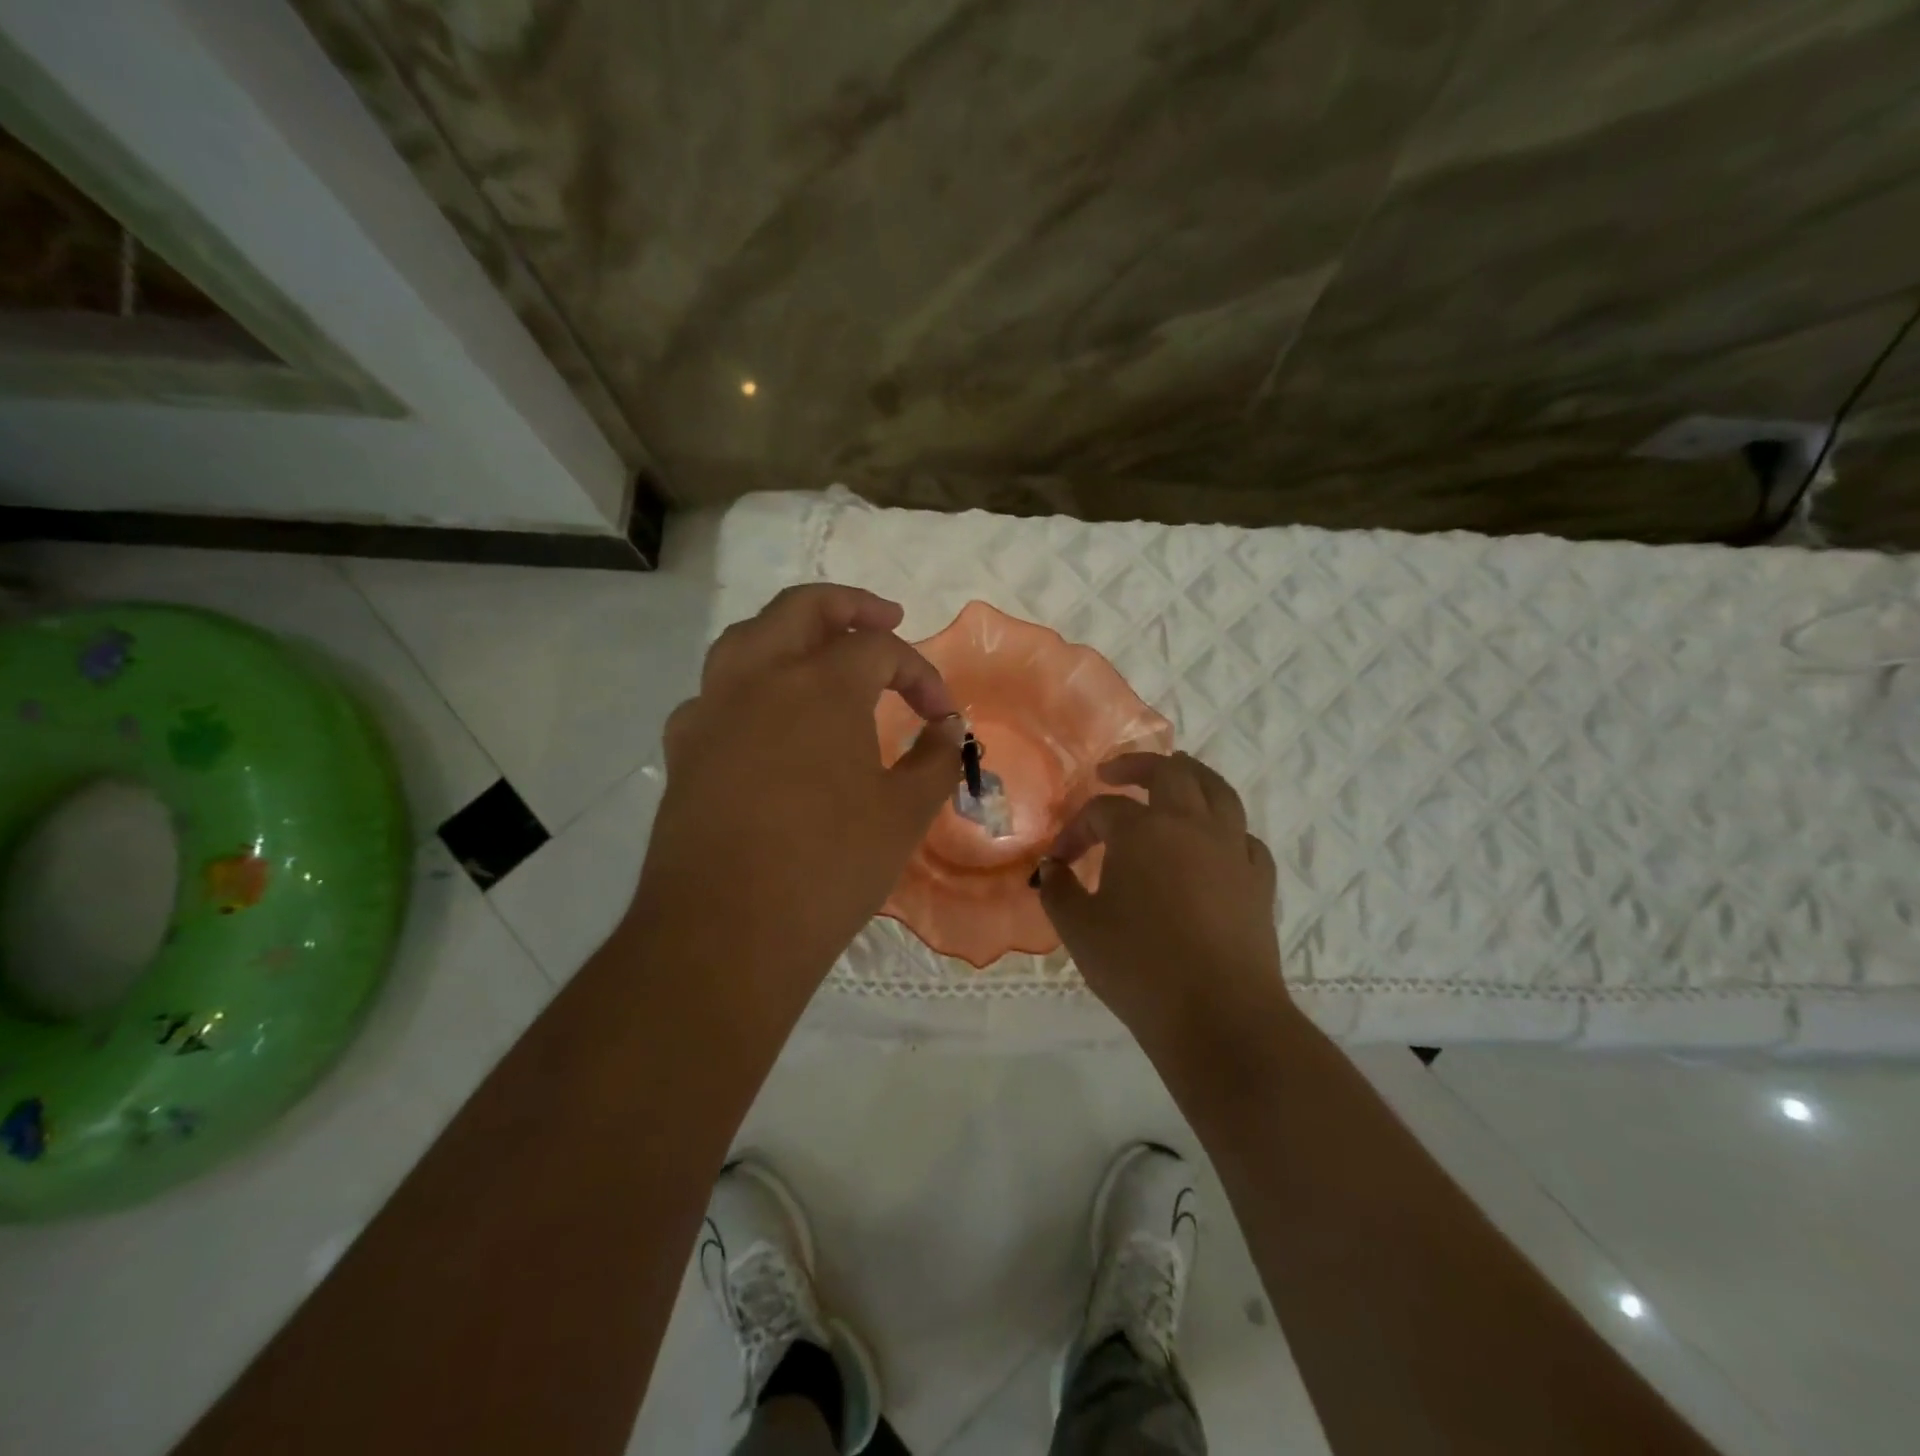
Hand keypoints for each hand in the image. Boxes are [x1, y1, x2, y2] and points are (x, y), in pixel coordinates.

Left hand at [631, 585, 965, 1010]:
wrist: (726, 932)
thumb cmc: (829, 868)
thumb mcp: (903, 814)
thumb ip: (934, 759)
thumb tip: (947, 727)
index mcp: (820, 684)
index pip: (881, 649)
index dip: (921, 674)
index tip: (942, 715)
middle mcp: (759, 677)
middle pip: (802, 608)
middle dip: (851, 606)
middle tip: (885, 619)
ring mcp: (711, 709)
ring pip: (748, 637)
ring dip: (791, 632)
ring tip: (821, 653)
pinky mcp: (683, 748)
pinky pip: (716, 691)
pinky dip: (749, 685)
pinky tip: (765, 719)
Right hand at [1036, 752, 1286, 1060]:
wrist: (1218, 1016)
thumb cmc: (1139, 968)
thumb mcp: (1079, 930)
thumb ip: (1058, 890)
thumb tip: (1052, 869)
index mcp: (1144, 830)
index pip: (1102, 810)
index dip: (1075, 829)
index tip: (1059, 860)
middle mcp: (1191, 825)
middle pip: (1169, 772)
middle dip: (1136, 765)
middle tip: (1113, 773)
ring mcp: (1232, 849)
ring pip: (1218, 790)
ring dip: (1192, 776)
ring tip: (1175, 776)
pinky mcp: (1259, 880)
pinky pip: (1243, 836)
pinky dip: (1225, 829)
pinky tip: (1215, 843)